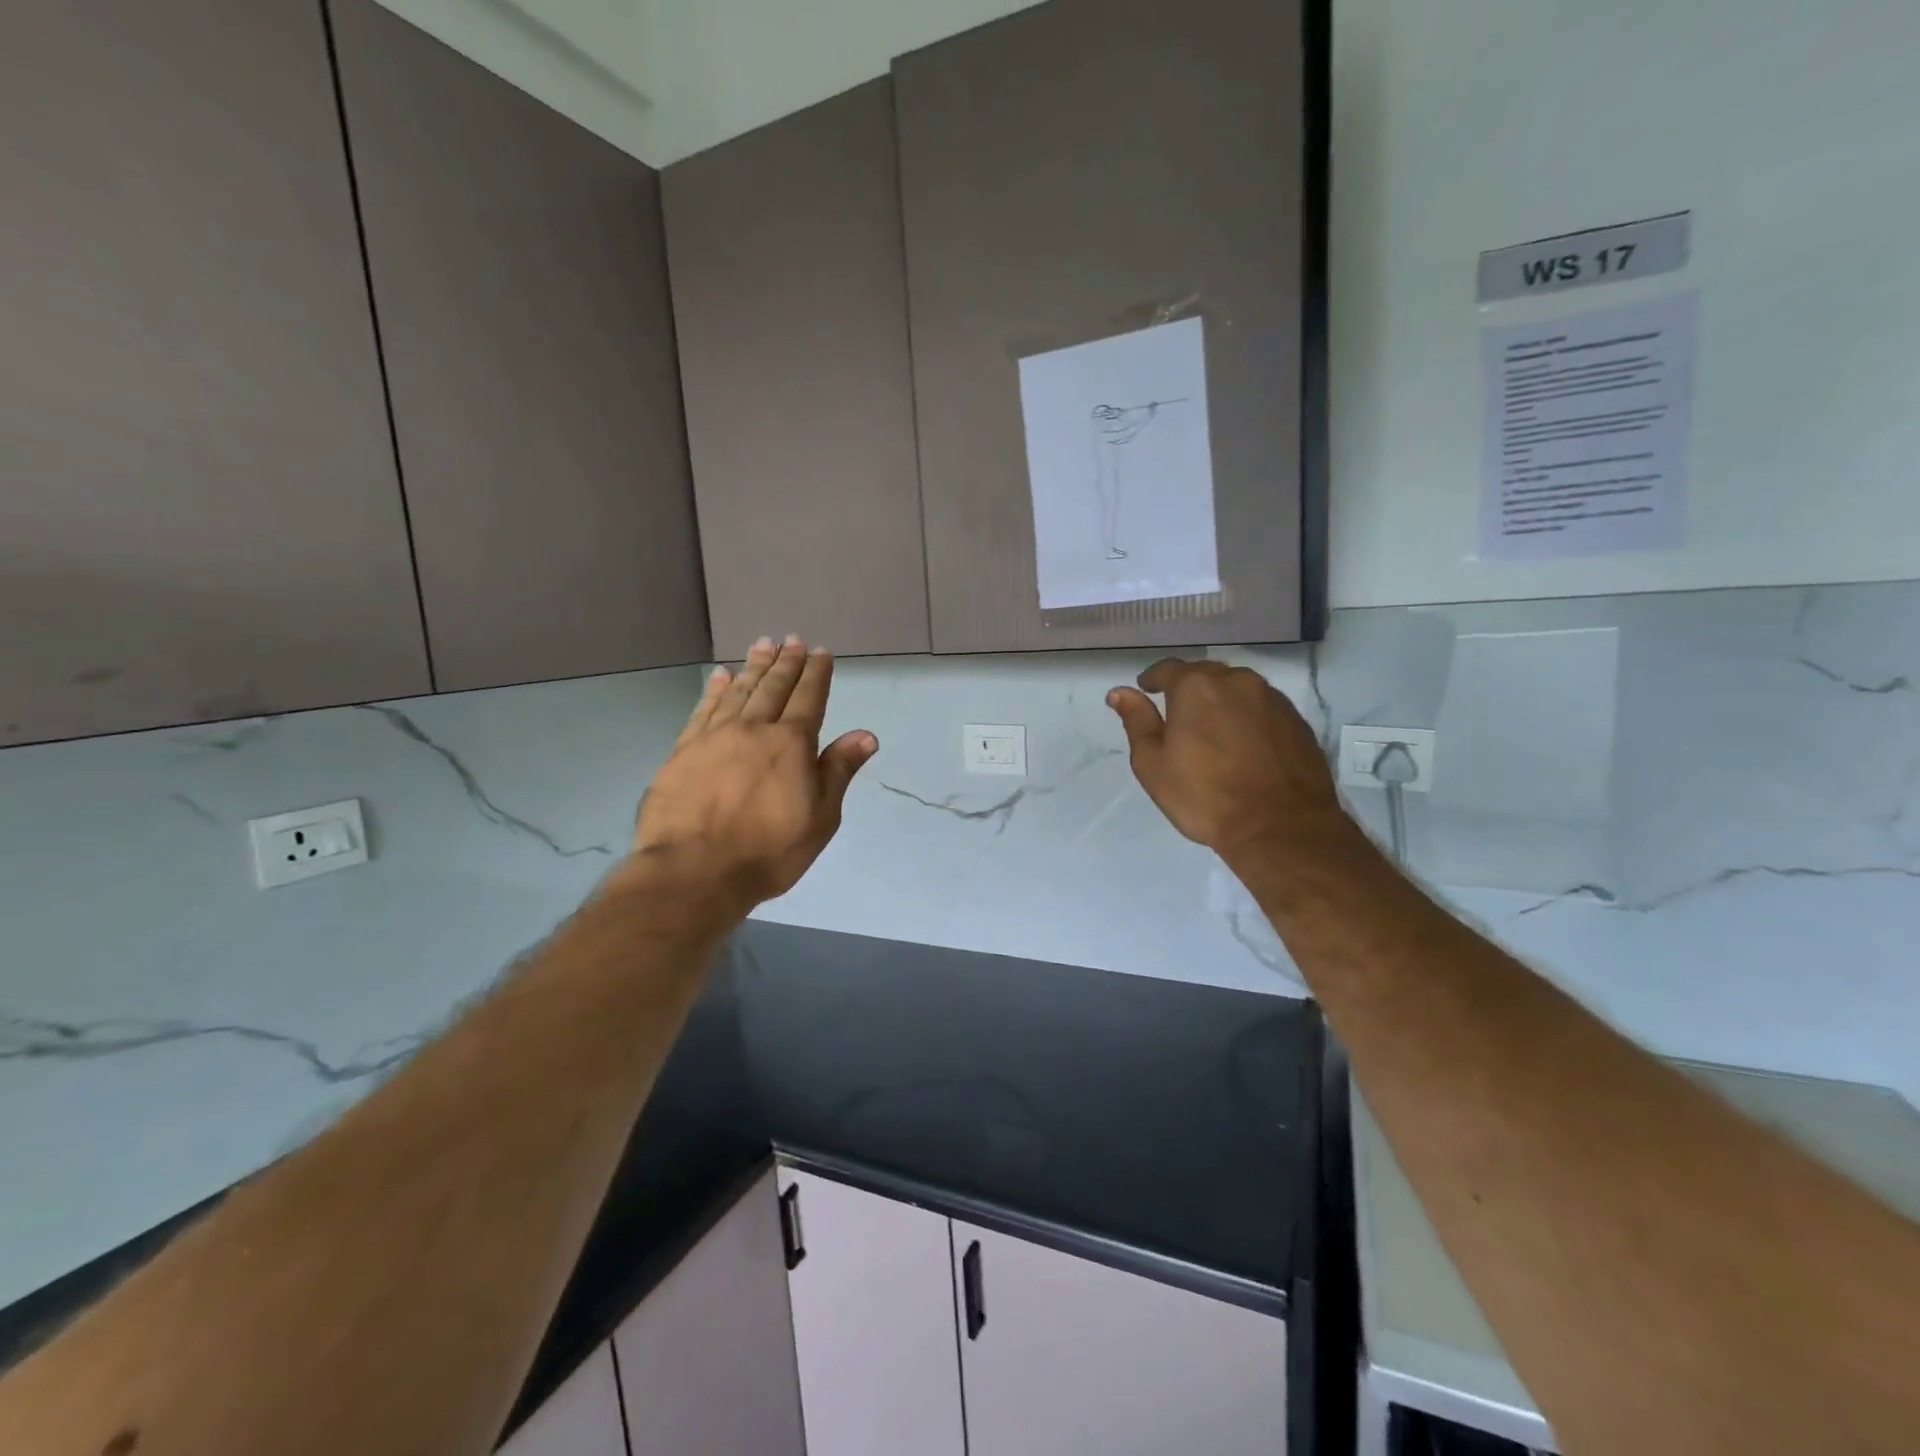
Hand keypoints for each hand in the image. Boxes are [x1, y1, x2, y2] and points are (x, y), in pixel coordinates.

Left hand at [631, 636, 877, 906]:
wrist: (694, 871)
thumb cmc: (769, 851)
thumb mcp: (820, 817)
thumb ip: (839, 770)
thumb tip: (866, 735)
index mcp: (791, 743)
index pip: (809, 698)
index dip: (816, 673)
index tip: (821, 652)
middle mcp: (754, 729)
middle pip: (773, 687)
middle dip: (786, 662)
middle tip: (792, 639)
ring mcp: (714, 737)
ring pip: (739, 691)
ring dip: (753, 666)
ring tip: (762, 644)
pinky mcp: (683, 750)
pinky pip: (703, 709)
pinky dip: (714, 690)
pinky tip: (719, 676)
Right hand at [1107, 659, 1346, 862]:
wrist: (1280, 828)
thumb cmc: (1205, 796)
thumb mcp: (1153, 764)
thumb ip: (1136, 721)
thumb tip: (1120, 692)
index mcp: (1196, 686)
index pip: (1168, 669)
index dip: (1153, 679)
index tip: (1145, 690)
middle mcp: (1237, 681)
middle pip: (1206, 674)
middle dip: (1189, 689)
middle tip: (1178, 715)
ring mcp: (1273, 699)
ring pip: (1238, 689)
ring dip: (1221, 701)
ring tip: (1212, 730)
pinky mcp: (1298, 721)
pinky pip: (1263, 708)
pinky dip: (1248, 718)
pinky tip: (1244, 744)